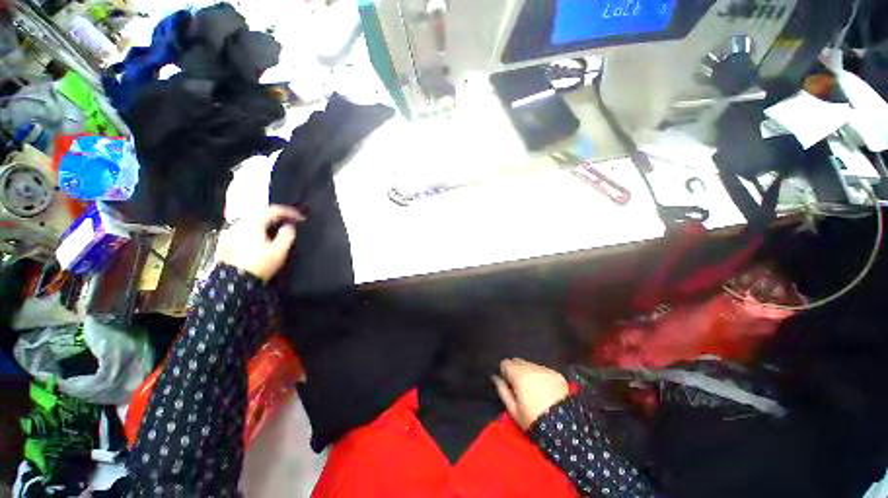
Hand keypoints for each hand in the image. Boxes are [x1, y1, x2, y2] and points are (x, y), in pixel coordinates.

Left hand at [219, 205, 304, 281]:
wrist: (233, 282)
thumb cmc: (259, 265)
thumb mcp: (279, 252)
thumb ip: (287, 236)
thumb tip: (290, 226)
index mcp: (254, 223)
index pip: (273, 210)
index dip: (289, 212)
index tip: (301, 218)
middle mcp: (240, 223)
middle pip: (260, 212)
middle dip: (277, 214)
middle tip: (290, 220)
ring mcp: (231, 231)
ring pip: (251, 219)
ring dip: (265, 220)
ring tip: (277, 226)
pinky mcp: (226, 240)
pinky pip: (244, 227)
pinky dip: (255, 226)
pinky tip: (259, 234)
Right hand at [492, 358, 569, 430]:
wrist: (564, 427)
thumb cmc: (533, 419)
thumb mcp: (513, 409)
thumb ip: (502, 390)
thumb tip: (495, 377)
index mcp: (518, 374)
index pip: (505, 363)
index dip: (504, 372)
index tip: (508, 383)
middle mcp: (531, 367)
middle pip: (518, 361)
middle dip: (516, 370)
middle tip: (519, 386)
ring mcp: (545, 369)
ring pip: (531, 365)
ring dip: (528, 373)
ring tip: (533, 389)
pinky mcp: (557, 374)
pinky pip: (543, 371)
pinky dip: (541, 377)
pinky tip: (545, 390)